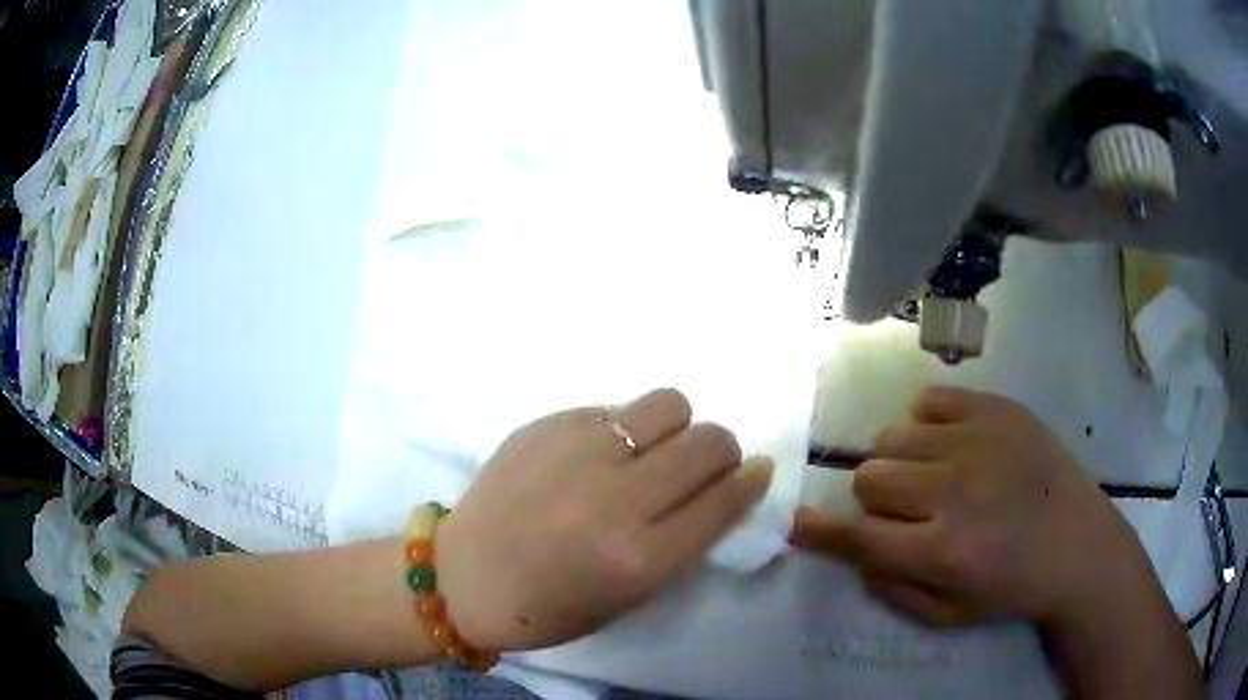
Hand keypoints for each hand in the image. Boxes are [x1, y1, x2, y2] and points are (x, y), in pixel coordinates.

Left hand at [436, 388, 773, 650]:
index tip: (756, 471)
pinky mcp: (548, 424)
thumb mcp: (630, 597)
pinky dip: (622, 429)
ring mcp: (579, 451)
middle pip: (708, 442)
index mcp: (640, 557)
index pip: (725, 499)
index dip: (752, 480)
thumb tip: (723, 489)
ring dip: (675, 428)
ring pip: (669, 404)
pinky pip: (614, 408)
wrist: (464, 576)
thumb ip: (682, 543)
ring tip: (652, 450)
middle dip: (721, 451)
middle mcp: (616, 498)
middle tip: (703, 465)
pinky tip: (597, 454)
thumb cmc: (549, 607)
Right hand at [790, 386, 1152, 628]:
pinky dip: (925, 422)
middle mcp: (955, 490)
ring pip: (893, 436)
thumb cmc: (1012, 588)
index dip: (820, 531)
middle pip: (870, 476)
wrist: (1080, 543)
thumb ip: (892, 587)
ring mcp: (979, 441)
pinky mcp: (999, 409)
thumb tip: (856, 549)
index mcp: (944, 551)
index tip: (796, 522)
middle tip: (903, 509)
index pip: (859, 536)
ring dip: (898, 462)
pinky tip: (948, 443)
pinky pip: (930, 399)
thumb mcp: (948, 614)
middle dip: (873, 499)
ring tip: (930, 475)